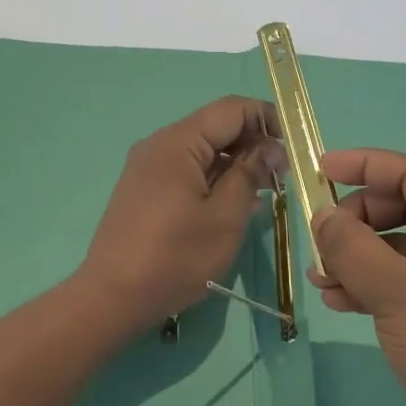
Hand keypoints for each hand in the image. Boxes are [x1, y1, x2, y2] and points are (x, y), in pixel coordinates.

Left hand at [78, 97, 285, 330]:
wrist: (112, 296)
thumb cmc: (175, 256)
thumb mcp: (225, 217)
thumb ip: (250, 174)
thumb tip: (270, 147)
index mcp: (178, 142)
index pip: (232, 109)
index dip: (268, 119)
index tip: (293, 149)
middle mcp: (159, 145)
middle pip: (216, 128)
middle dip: (253, 145)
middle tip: (280, 179)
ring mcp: (148, 167)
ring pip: (202, 151)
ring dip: (234, 165)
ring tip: (261, 195)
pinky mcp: (144, 189)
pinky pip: (186, 171)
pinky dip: (213, 180)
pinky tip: (231, 206)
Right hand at [310, 148, 405, 405]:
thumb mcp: (399, 294)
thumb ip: (353, 248)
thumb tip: (322, 216)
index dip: (365, 165)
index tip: (319, 168)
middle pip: (402, 208)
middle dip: (356, 223)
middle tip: (320, 244)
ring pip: (396, 247)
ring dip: (355, 257)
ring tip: (320, 279)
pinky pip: (400, 280)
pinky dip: (368, 285)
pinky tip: (337, 301)